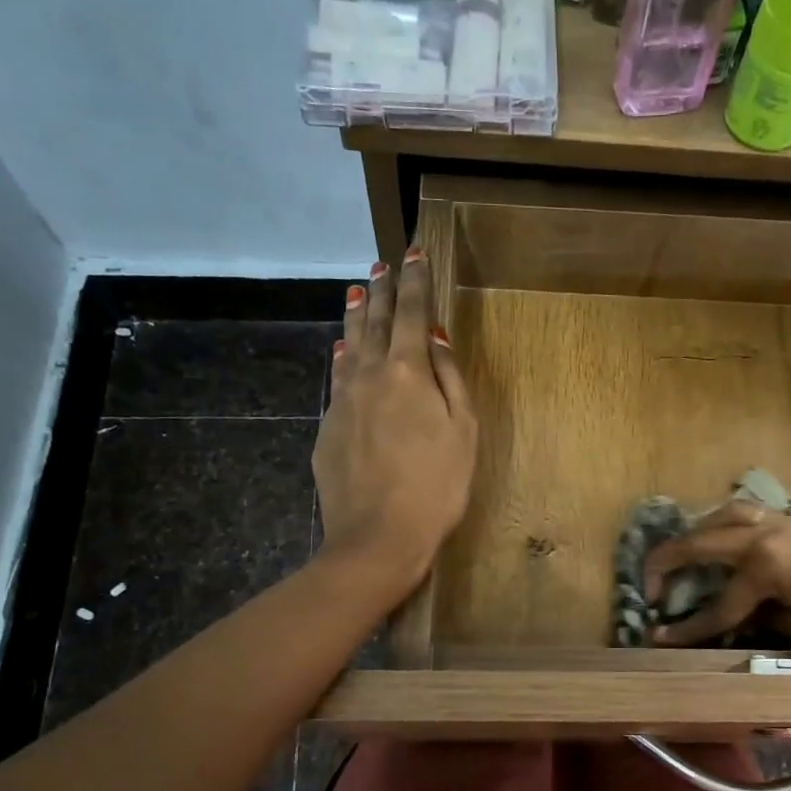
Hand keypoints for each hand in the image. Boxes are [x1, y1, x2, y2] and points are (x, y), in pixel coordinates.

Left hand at [314, 246, 477, 599]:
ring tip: (357, 293)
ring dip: (356, 318)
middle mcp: (370, 376)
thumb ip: (449, 378)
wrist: (377, 537)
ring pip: (349, 347)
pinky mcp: (328, 428)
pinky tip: (342, 351)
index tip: (413, 252)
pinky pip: (338, 379)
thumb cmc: (437, 486)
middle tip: (382, 266)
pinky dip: (343, 357)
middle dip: (382, 292)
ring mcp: (343, 401)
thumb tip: (435, 335)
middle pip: (376, 324)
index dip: (415, 281)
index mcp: (408, 372)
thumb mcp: (462, 431)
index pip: (412, 313)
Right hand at [643, 501, 790, 653]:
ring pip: (722, 517)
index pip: (717, 606)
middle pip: (702, 544)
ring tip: (679, 555)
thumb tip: (743, 624)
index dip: (686, 628)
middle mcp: (764, 537)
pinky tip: (723, 539)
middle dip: (669, 564)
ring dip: (693, 535)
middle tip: (648, 586)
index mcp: (764, 567)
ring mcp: (781, 525)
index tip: (655, 639)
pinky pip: (745, 515)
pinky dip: (722, 524)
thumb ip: (768, 629)